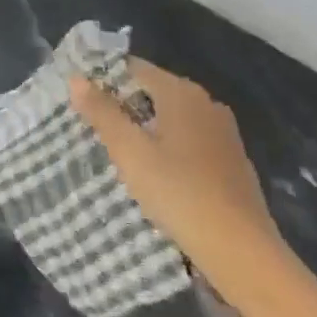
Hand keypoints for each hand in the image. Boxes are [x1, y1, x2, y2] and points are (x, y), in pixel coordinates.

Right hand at [70, 60, 316, 316]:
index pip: (133, 68)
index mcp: (181, 93)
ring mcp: (223, 131)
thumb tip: (76, 78)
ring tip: (117, 148)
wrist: (240, 249)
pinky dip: (167, 144)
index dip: (104, 78)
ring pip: (172, 116)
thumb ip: (101, 113)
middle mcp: (206, 102)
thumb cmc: (178, 192)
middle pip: (154, 90)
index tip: (79, 97)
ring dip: (145, 126)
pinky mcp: (231, 158)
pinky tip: (154, 170)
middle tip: (91, 124)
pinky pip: (189, 138)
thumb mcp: (129, 152)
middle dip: (122, 103)